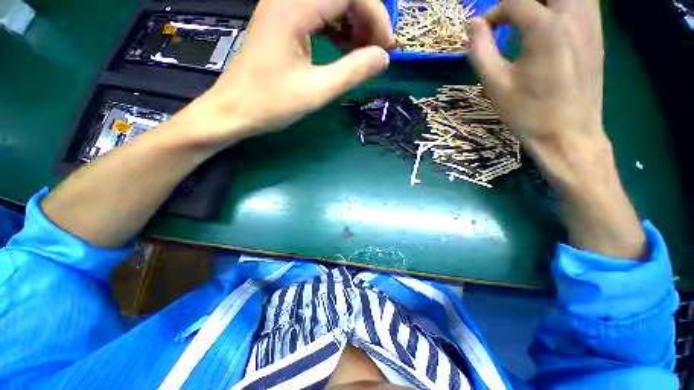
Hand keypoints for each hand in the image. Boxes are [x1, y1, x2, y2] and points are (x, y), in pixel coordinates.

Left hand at [180, 0, 393, 148]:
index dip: (376, 16)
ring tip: (363, 51)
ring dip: (352, 23)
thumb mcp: (316, 92)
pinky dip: (336, 28)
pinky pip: (317, 13)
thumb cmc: (271, 104)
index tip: (387, 47)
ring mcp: (281, 8)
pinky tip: (343, 47)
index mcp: (293, 8)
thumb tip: (383, 58)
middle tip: (376, 51)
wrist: (233, 111)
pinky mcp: (281, 22)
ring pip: (329, 3)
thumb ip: (352, 72)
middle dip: (366, 18)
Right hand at [469, 0, 603, 146]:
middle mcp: (573, 17)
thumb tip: (472, 24)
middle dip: (522, 1)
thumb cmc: (528, 112)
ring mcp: (591, 24)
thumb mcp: (495, 84)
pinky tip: (553, 21)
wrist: (569, 134)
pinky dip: (565, 4)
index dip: (494, 13)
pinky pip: (585, 3)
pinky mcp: (598, 35)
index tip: (484, 31)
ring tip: (530, 16)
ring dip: (546, 1)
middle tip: (509, 18)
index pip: (515, 2)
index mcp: (546, 29)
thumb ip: (480, 49)